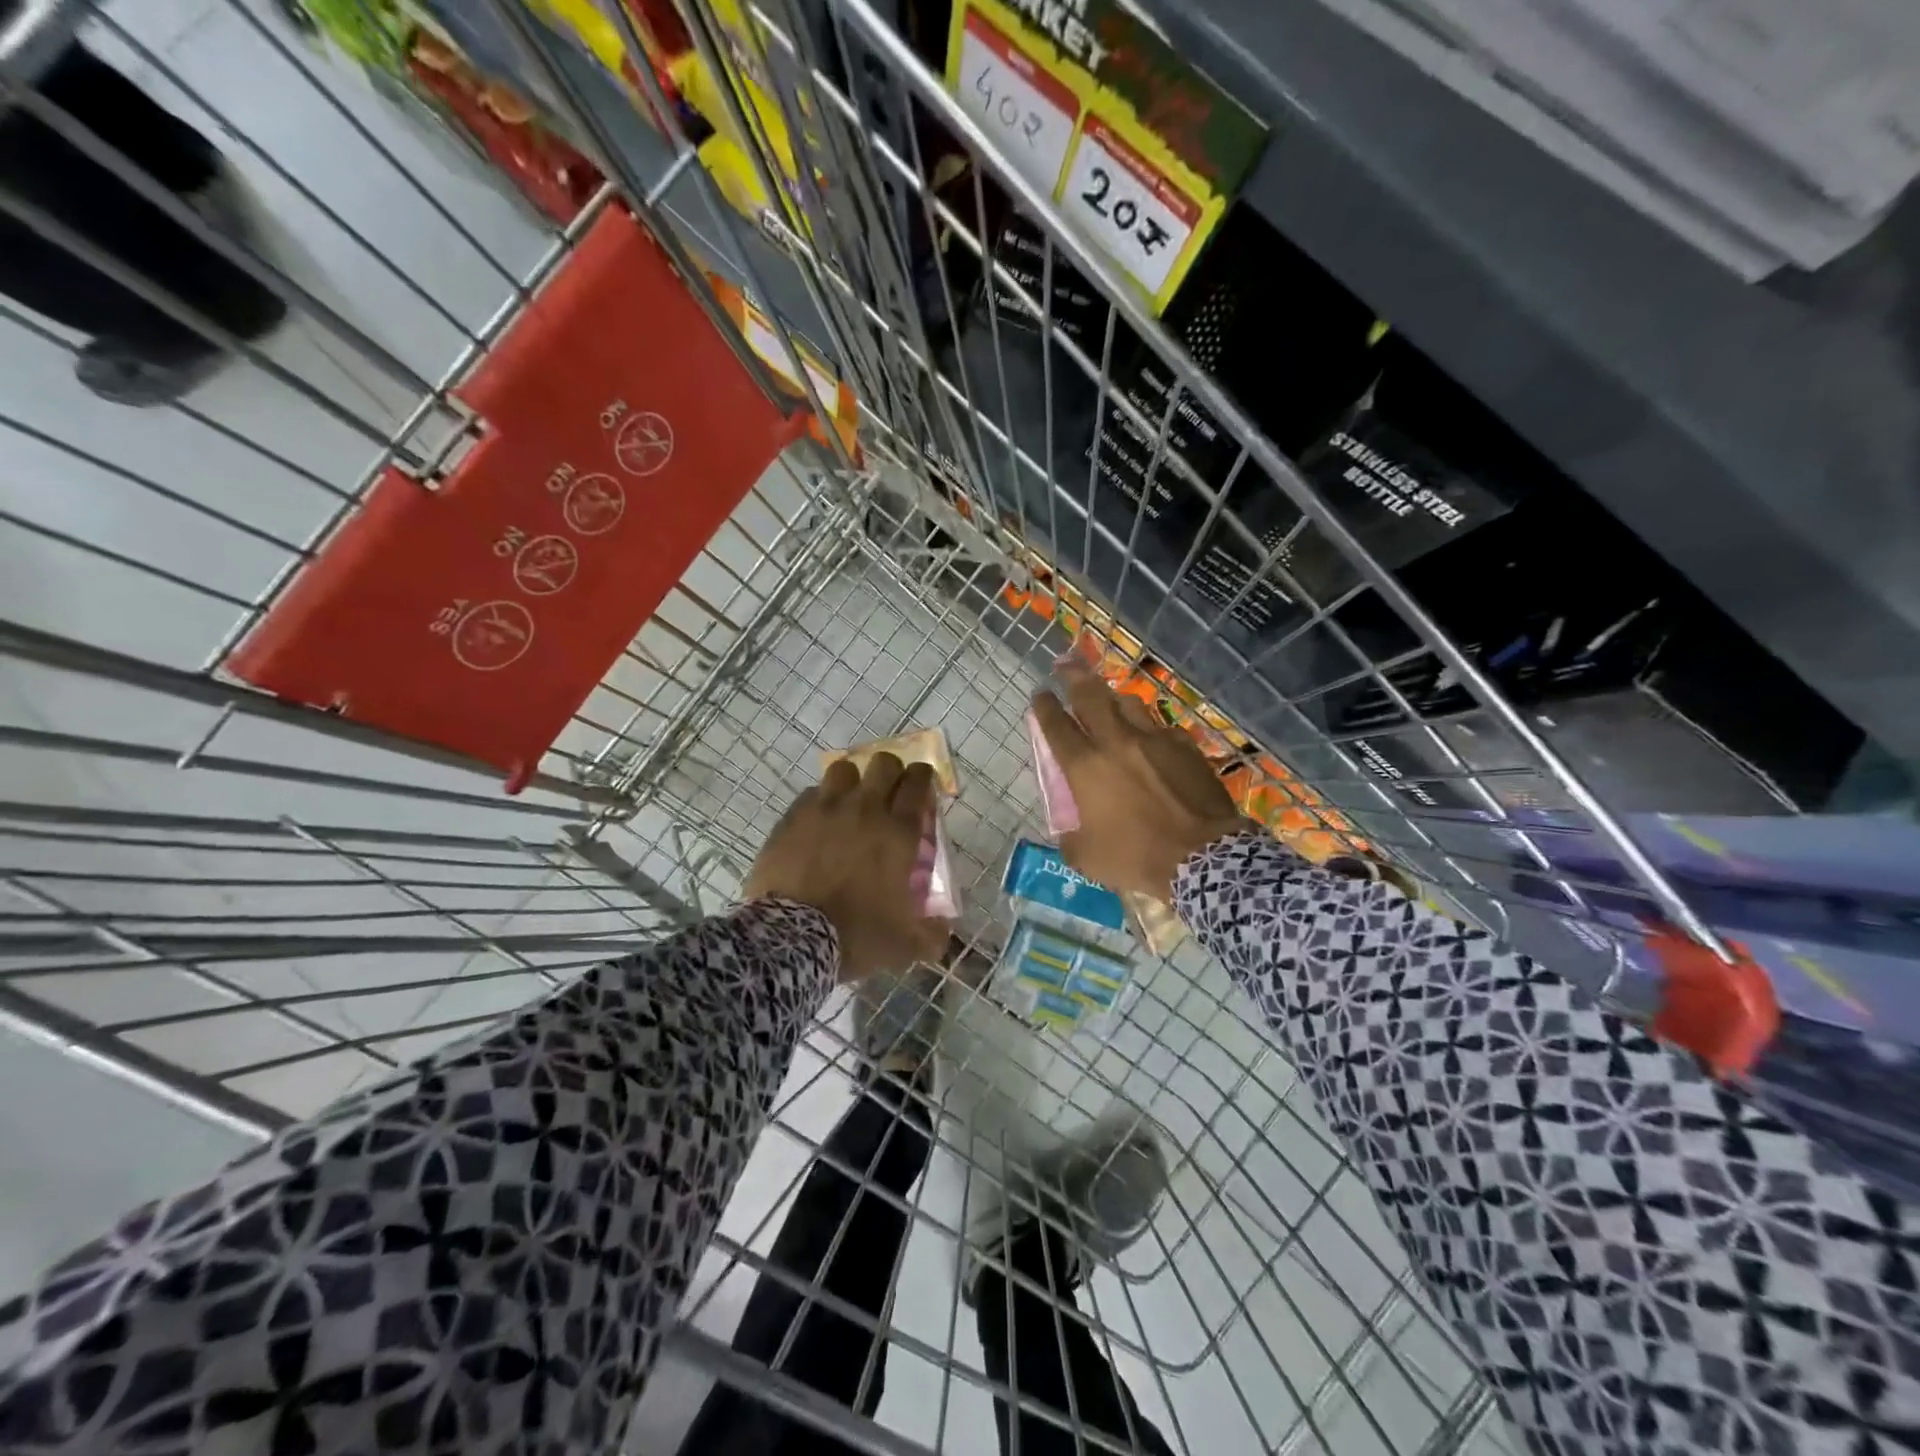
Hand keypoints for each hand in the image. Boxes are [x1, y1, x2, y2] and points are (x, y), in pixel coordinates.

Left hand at [746, 752, 948, 980]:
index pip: (918, 783)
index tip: (923, 786)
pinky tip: (819, 822)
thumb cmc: (856, 935)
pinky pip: (811, 794)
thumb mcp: (905, 945)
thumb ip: (931, 935)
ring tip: (851, 801)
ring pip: (844, 770)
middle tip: (890, 793)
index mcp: (899, 832)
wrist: (792, 938)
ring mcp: (826, 809)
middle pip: (884, 764)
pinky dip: (820, 802)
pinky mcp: (793, 818)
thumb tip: (942, 930)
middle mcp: (866, 809)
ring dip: (853, 781)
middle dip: (892, 772)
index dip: (923, 778)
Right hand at [1030, 662, 1249, 899]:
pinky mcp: (1185, 747)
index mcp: (1085, 767)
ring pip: (1128, 703)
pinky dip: (1150, 729)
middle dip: (1074, 677)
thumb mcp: (1086, 857)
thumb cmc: (1137, 858)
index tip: (1040, 696)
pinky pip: (1161, 728)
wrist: (1202, 856)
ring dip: (1113, 698)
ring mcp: (1154, 740)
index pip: (1056, 725)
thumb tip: (1070, 829)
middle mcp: (1116, 742)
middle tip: (1065, 665)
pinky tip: (1152, 738)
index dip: (1044, 707)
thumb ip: (1070, 837)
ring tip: (1109, 699)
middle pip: (1090, 696)